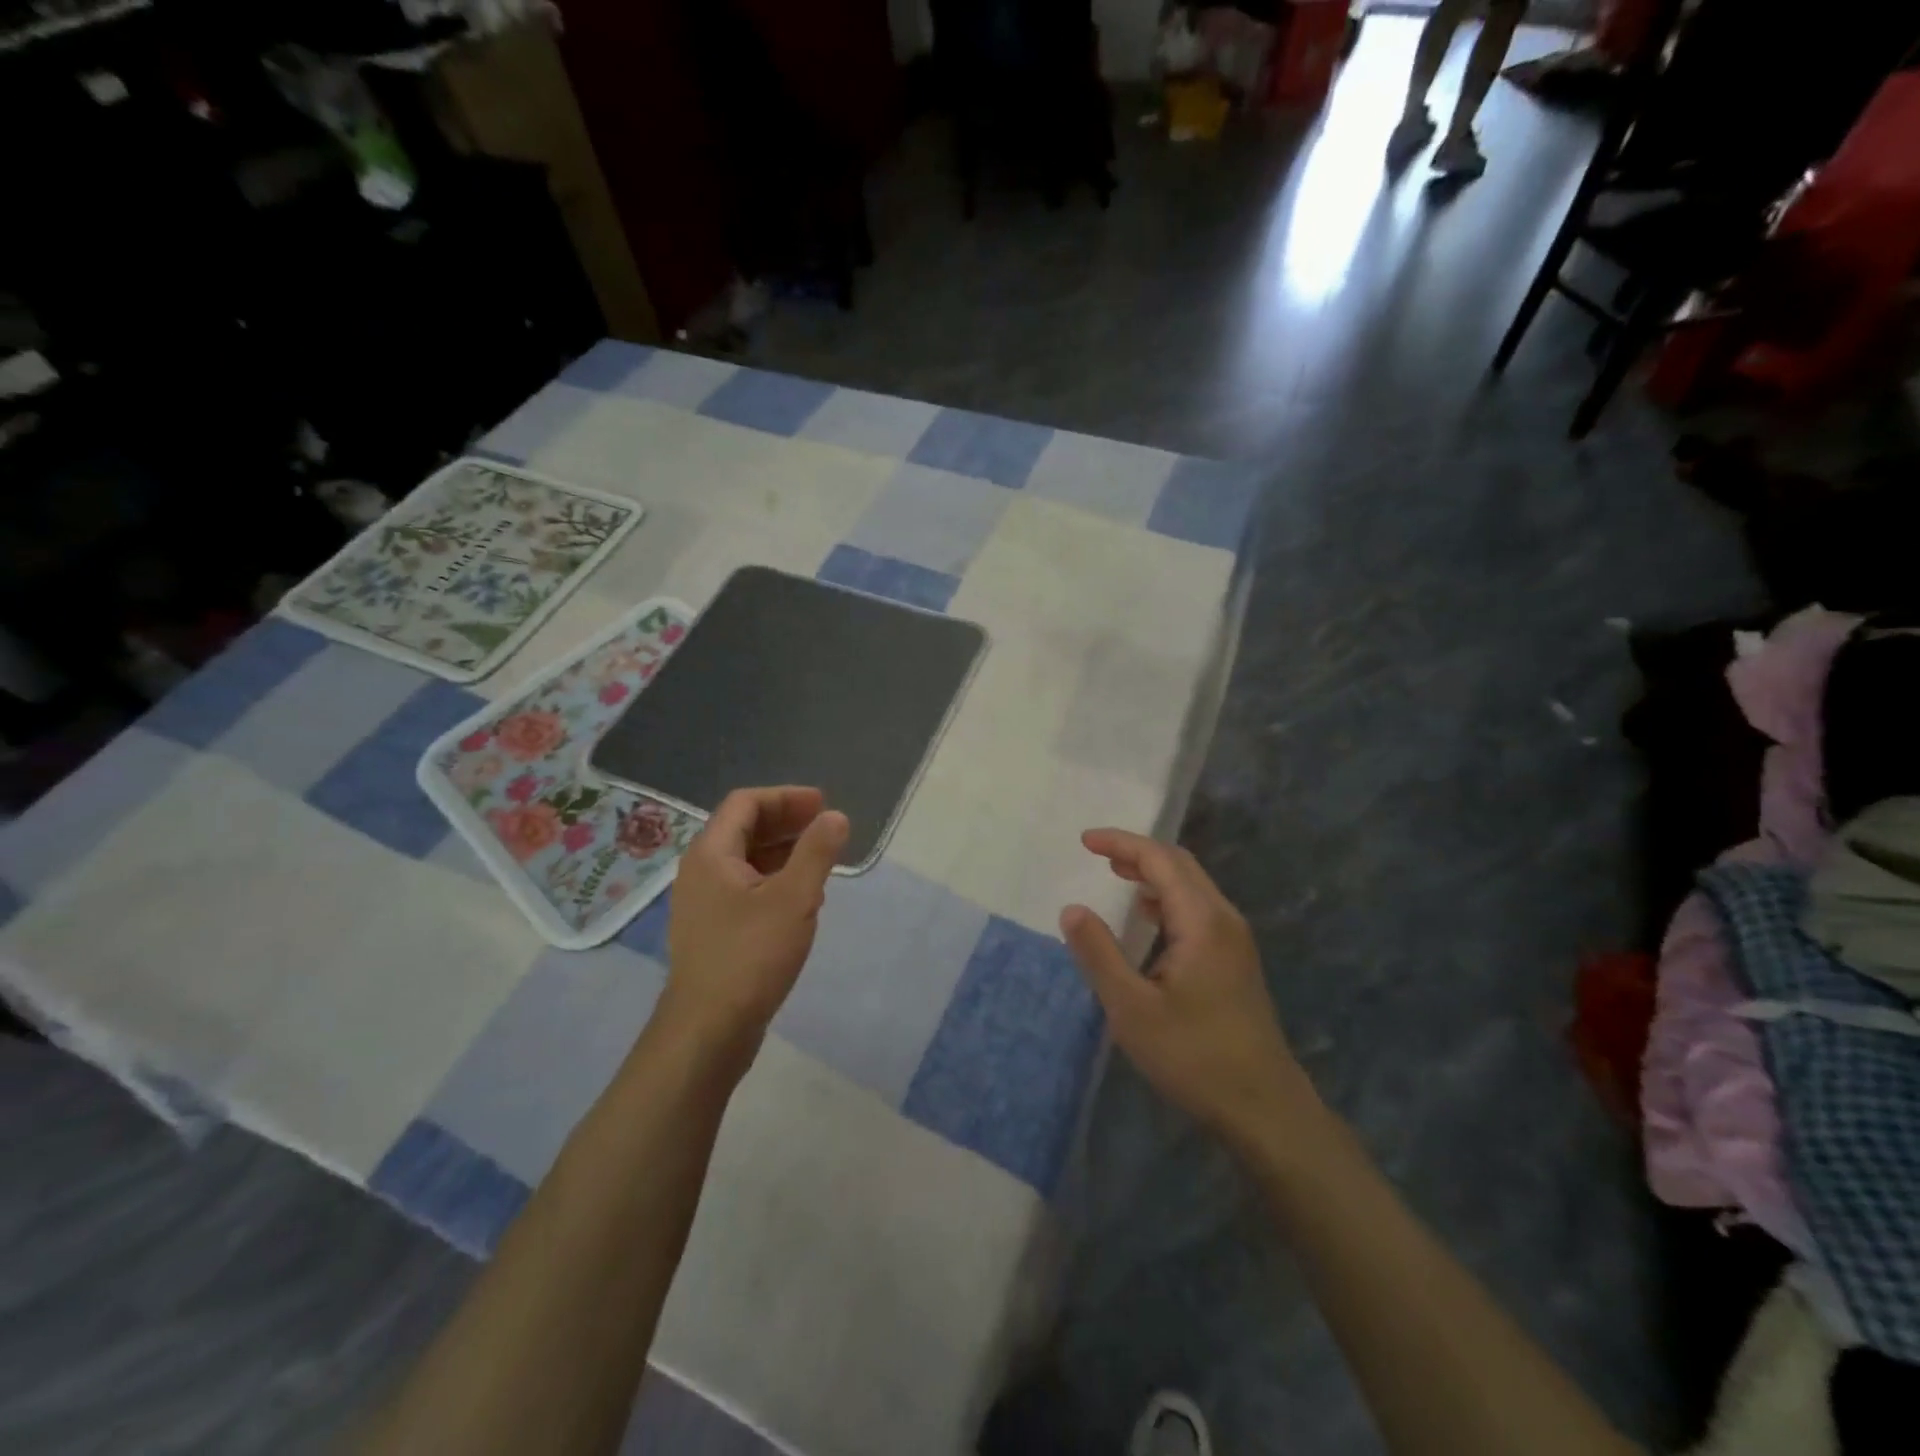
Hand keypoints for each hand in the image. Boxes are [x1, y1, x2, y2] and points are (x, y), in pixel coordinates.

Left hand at [659, 786, 848, 1068]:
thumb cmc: (750, 956)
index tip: (822, 805)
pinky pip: (744, 889)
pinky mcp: (712, 931)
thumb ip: (817, 852)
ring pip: (745, 861)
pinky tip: (801, 899)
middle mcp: (700, 872)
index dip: (786, 797)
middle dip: (786, 822)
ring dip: (783, 852)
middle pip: (743, 829)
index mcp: (711, 854)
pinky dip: (774, 881)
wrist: (708, 1031)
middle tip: (825, 827)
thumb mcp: (794, 899)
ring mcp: (703, 904)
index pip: (746, 804)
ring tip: (820, 860)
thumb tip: (835, 816)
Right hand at [1061, 829, 1318, 1148]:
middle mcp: (1224, 919)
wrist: (1264, 1107)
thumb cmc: (1193, 1056)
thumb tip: (1072, 909)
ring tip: (1118, 877)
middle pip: (1181, 865)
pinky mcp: (1237, 961)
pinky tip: (1150, 919)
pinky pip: (1199, 909)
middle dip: (1138, 852)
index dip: (1121, 843)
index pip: (1160, 860)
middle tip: (1098, 855)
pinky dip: (1169, 899)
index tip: (1084, 841)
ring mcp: (1236, 940)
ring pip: (1193, 886)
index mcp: (1202, 921)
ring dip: (1155, 874)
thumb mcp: (1131, 1008)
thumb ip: (1099, 953)